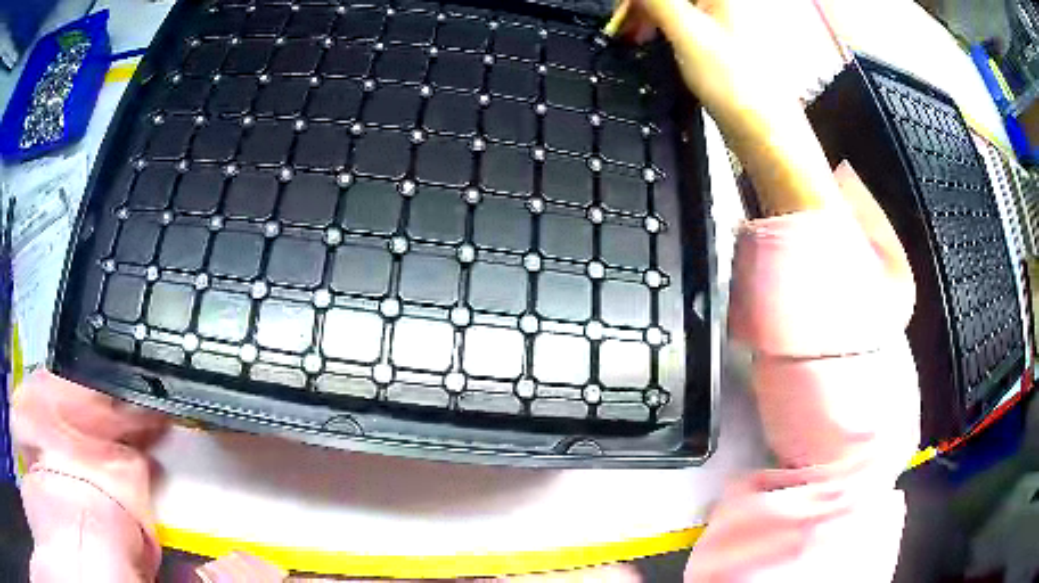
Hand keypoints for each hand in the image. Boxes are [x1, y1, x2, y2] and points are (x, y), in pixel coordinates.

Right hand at [617, 0, 842, 215]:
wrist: (762, 131)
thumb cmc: (741, 87)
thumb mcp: (687, 31)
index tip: (623, 9)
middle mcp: (722, 5)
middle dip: (641, 7)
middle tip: (624, 24)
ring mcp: (720, 25)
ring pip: (674, 9)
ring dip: (647, 18)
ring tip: (633, 36)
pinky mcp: (715, 45)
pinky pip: (679, 26)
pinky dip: (661, 31)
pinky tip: (651, 43)